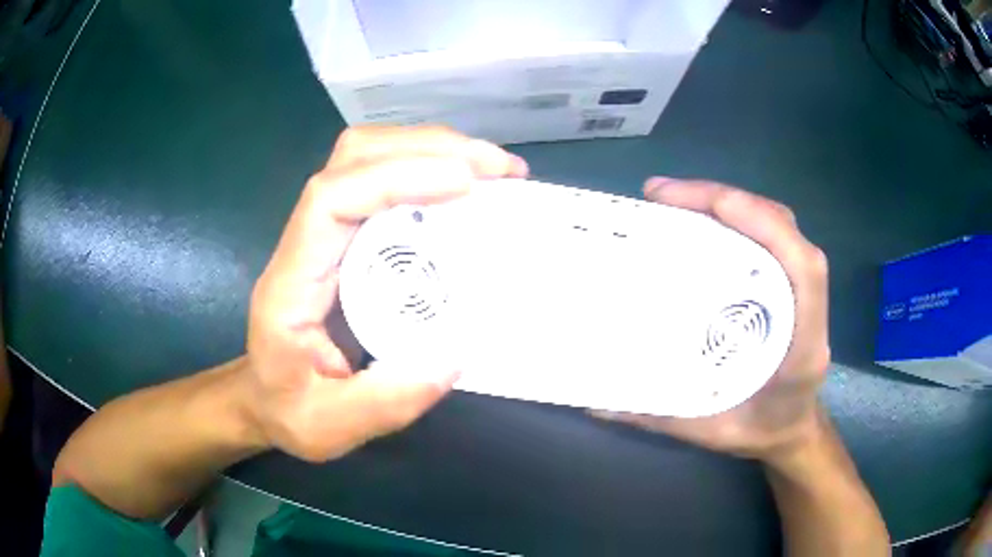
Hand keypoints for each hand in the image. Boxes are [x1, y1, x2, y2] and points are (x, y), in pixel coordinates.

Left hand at [245, 126, 528, 461]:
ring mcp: (326, 234)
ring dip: (431, 150)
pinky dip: (428, 170)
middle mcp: (306, 243)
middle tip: (498, 169)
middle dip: (427, 148)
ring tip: (491, 170)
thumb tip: (452, 355)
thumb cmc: (288, 409)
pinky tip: (465, 187)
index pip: (331, 200)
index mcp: (291, 283)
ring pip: (369, 158)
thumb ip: (383, 401)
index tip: (463, 183)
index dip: (394, 177)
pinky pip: (383, 183)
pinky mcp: (347, 239)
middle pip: (354, 159)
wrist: (265, 398)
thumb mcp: (330, 427)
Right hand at [595, 178, 830, 460]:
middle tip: (662, 197)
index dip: (759, 221)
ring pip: (775, 224)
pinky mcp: (786, 283)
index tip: (699, 206)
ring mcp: (799, 288)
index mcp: (802, 342)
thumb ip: (658, 416)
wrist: (792, 431)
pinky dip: (736, 218)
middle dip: (726, 200)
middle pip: (782, 228)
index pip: (800, 265)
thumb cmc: (761, 431)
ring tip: (674, 202)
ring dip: (729, 203)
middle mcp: (806, 304)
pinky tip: (699, 223)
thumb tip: (595, 402)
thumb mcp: (711, 431)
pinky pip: (767, 237)